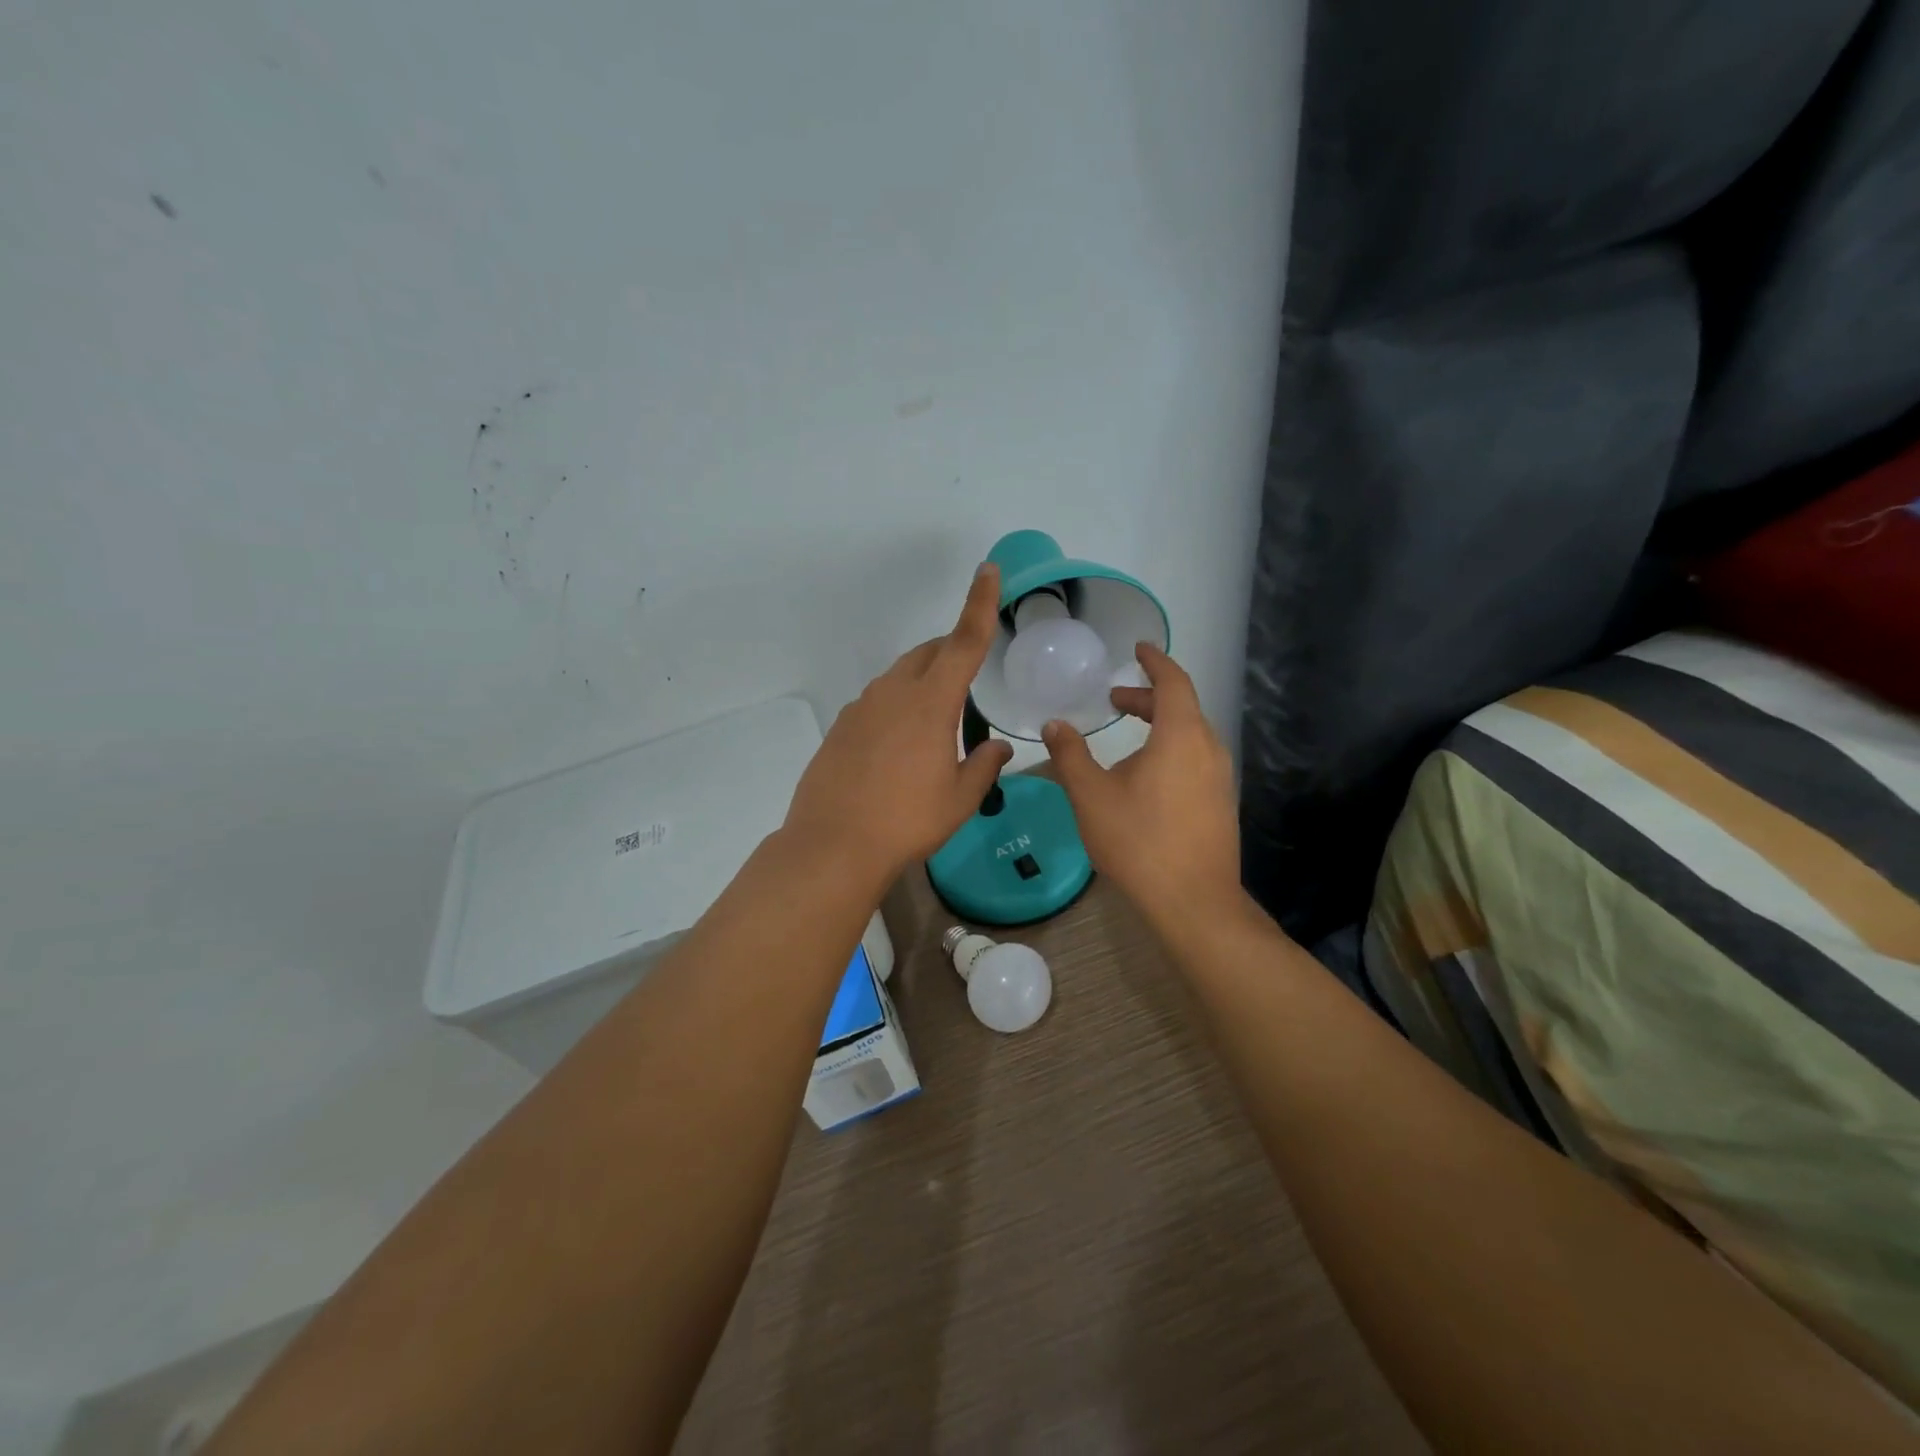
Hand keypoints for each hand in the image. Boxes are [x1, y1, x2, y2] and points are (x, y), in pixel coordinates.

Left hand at [783, 563, 1014, 888]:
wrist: (833, 845)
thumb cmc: (907, 821)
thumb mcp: (959, 799)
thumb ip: (985, 766)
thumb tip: (998, 748)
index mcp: (931, 703)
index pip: (964, 642)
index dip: (979, 604)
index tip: (988, 570)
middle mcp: (894, 693)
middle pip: (929, 654)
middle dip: (952, 652)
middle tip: (970, 677)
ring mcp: (862, 707)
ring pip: (900, 676)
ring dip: (923, 682)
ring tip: (936, 722)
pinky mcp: (842, 726)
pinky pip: (877, 701)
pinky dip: (897, 706)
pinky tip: (899, 746)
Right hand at [1041, 643, 1240, 932]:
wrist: (1193, 901)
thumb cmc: (1138, 840)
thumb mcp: (1091, 795)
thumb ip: (1070, 755)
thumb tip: (1054, 725)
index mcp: (1180, 735)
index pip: (1173, 681)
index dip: (1155, 661)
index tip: (1138, 649)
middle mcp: (1208, 748)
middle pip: (1182, 707)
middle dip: (1149, 697)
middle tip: (1116, 700)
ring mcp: (1220, 778)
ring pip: (1190, 735)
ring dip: (1160, 725)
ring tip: (1128, 736)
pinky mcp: (1221, 803)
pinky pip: (1196, 759)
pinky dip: (1171, 749)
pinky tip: (1147, 776)